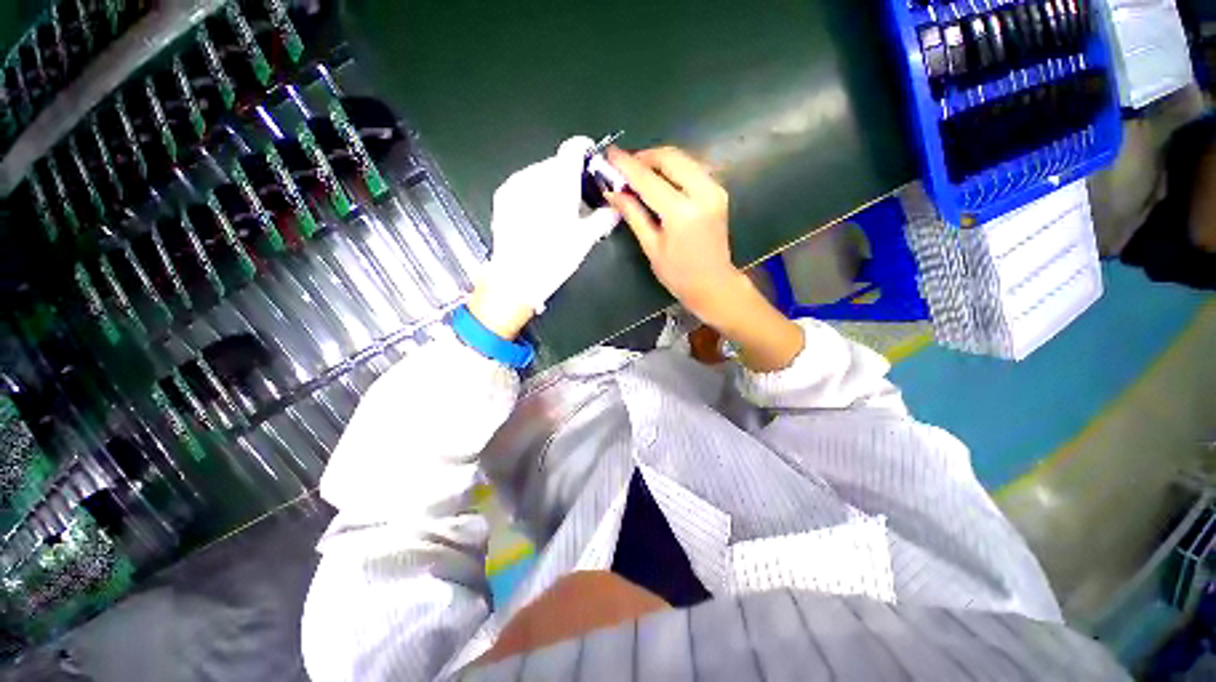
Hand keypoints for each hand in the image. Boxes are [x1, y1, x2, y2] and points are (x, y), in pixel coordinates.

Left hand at [472, 137, 620, 337]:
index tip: (594, 167)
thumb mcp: (585, 239)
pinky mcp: (503, 195)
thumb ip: (604, 217)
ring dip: (553, 186)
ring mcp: (516, 183)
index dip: (587, 153)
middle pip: (558, 163)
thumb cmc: (555, 257)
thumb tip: (616, 209)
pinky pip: (525, 184)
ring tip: (557, 214)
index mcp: (560, 180)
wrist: (516, 277)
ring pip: (541, 174)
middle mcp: (535, 174)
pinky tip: (538, 217)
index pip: (574, 147)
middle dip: (571, 178)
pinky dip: (536, 193)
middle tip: (579, 204)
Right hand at [604, 146, 746, 327]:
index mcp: (681, 212)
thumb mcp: (652, 247)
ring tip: (639, 174)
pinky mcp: (718, 191)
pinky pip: (692, 168)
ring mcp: (714, 189)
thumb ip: (633, 214)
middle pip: (669, 158)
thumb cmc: (679, 274)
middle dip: (644, 157)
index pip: (648, 179)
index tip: (609, 154)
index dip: (626, 165)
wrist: (714, 284)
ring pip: (683, 159)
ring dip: (658, 161)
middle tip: (624, 167)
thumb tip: (612, 192)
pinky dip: (673, 168)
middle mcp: (702, 193)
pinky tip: (660, 180)